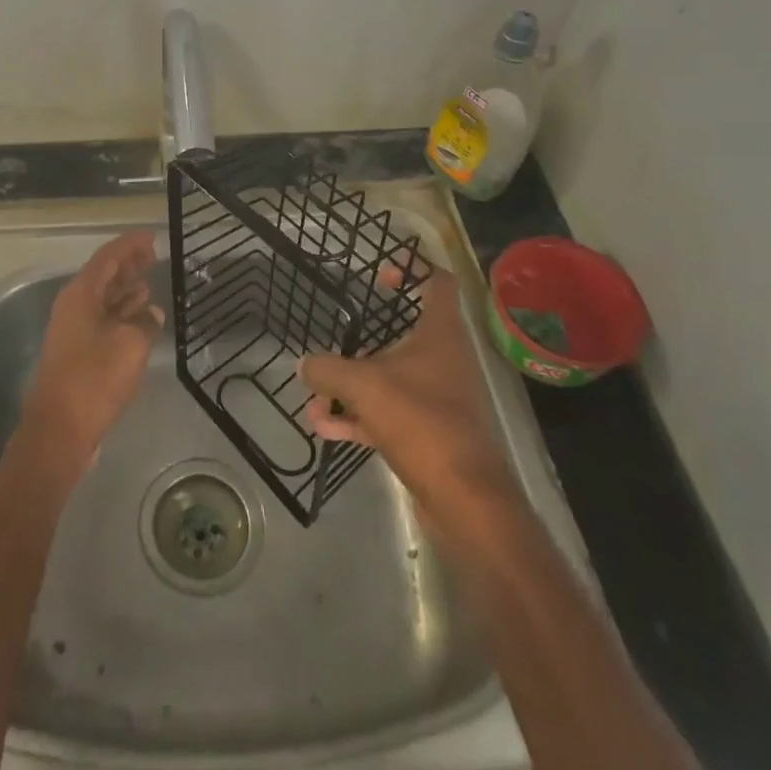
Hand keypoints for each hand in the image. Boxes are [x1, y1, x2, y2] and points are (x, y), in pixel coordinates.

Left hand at [24, 231, 162, 459]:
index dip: (130, 245)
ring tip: (150, 282)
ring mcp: (74, 330)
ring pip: (103, 299)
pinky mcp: (79, 352)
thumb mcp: (130, 345)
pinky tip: (142, 318)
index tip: (152, 237)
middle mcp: (74, 306)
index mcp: (81, 294)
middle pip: (103, 275)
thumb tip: (151, 313)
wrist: (60, 429)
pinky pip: (103, 320)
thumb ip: (145, 322)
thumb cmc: (94, 379)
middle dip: (128, 265)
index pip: (107, 257)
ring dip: (126, 290)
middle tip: (154, 257)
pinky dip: (122, 314)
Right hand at [300, 264, 515, 519]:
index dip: (412, 269)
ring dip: (352, 386)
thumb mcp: (363, 386)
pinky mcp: (428, 434)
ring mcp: (437, 399)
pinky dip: (358, 417)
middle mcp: (443, 360)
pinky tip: (324, 426)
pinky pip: (387, 414)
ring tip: (315, 396)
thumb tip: (305, 364)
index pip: (436, 283)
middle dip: (364, 341)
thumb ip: (329, 369)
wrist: (465, 500)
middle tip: (335, 340)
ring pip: (390, 379)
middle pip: (405, 335)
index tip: (380, 274)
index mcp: (440, 334)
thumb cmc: (420, 421)